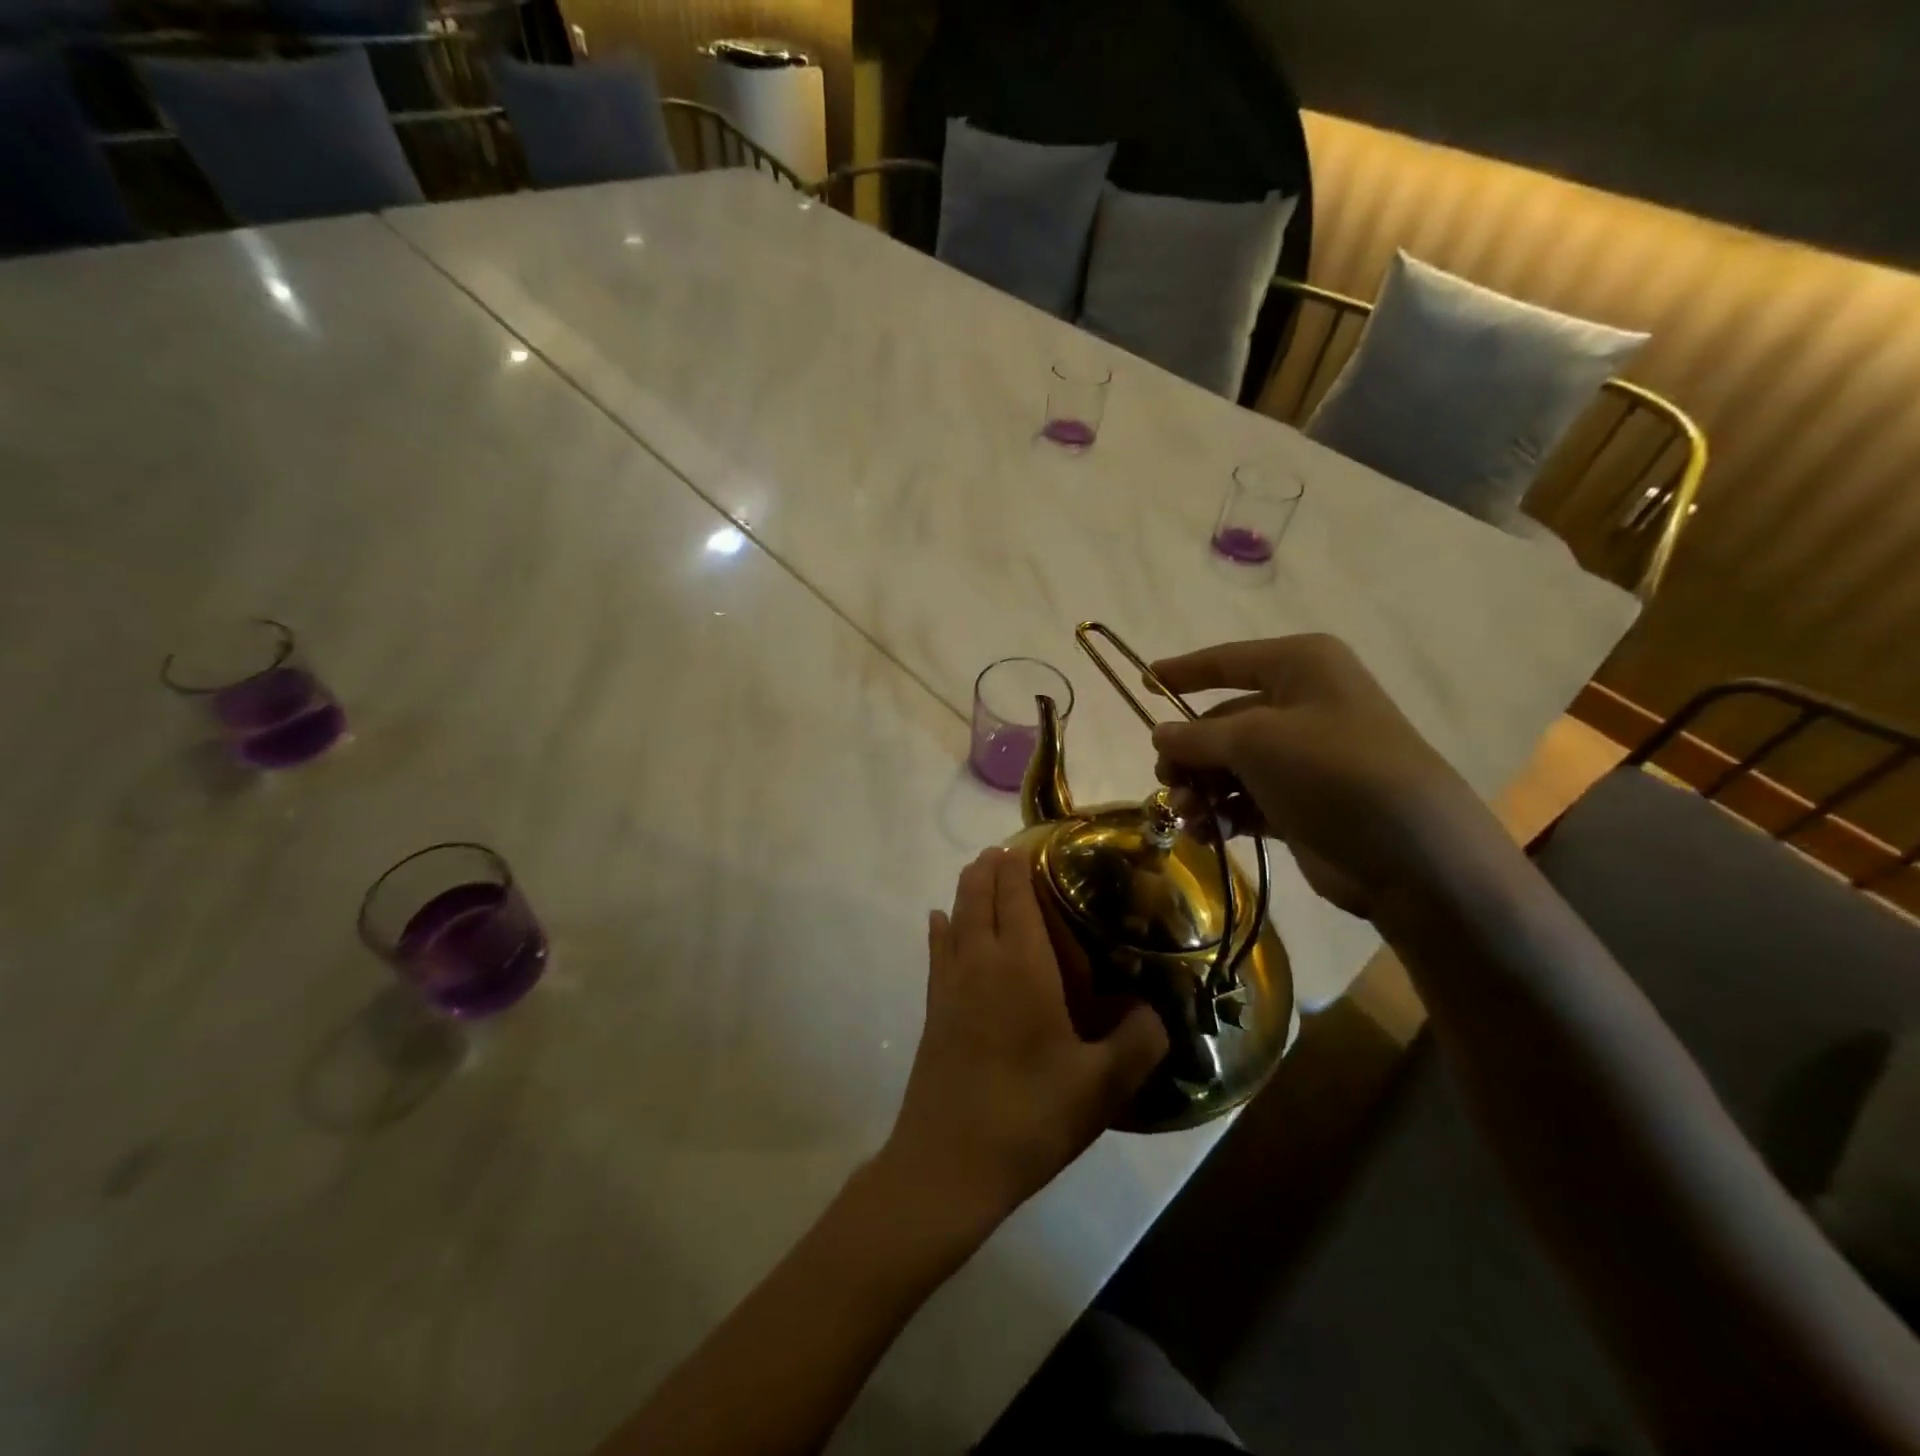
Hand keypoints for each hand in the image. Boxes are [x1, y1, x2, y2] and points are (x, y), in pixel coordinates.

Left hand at [882, 849, 1167, 1233]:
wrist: (949, 1164)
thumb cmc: (1030, 1116)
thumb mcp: (1102, 1086)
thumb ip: (1139, 1042)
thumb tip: (1154, 1012)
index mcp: (1021, 966)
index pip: (1016, 896)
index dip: (1018, 866)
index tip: (1027, 843)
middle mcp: (980, 961)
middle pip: (979, 896)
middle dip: (991, 868)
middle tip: (1007, 851)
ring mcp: (949, 984)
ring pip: (955, 916)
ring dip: (967, 889)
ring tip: (979, 871)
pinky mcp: (932, 1009)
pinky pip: (936, 950)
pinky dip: (940, 927)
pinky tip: (939, 921)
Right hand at [1149, 634, 1489, 918]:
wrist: (1411, 852)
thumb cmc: (1331, 770)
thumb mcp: (1255, 741)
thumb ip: (1197, 736)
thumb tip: (1159, 733)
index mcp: (1301, 667)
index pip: (1227, 661)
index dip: (1183, 672)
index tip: (1143, 682)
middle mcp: (1303, 704)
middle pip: (1222, 721)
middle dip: (1189, 752)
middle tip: (1166, 779)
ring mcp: (1304, 757)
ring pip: (1230, 765)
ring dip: (1201, 788)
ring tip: (1188, 815)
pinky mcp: (1302, 802)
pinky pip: (1247, 799)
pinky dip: (1224, 813)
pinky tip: (1208, 833)